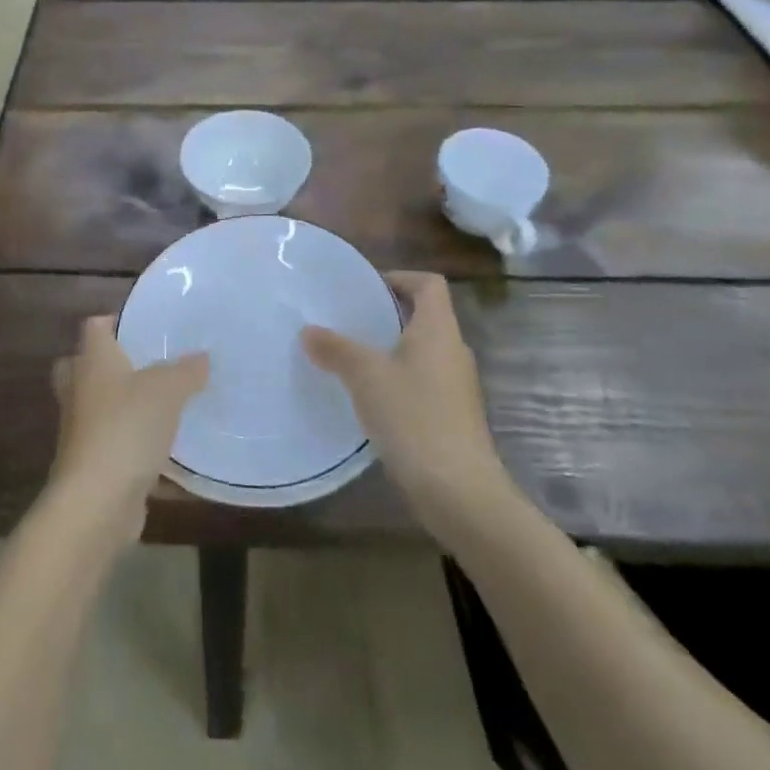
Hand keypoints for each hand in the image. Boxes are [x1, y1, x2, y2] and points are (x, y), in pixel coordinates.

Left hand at [46, 317, 208, 542]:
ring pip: (99, 408)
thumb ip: (187, 370)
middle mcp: (79, 390)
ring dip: (123, 408)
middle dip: (111, 365)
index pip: (95, 326)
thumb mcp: (168, 390)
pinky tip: (169, 455)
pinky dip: (136, 449)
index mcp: (92, 360)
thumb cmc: (127, 427)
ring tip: (163, 406)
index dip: (115, 321)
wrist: (97, 501)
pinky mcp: (91, 465)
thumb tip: (202, 357)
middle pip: (86, 366)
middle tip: (146, 365)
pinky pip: (115, 447)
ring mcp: (80, 430)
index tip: (145, 325)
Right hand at [302, 271, 510, 527]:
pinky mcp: (454, 418)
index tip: (366, 288)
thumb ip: (336, 349)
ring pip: (423, 353)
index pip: (429, 284)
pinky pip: (423, 383)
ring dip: (391, 350)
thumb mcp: (365, 377)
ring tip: (353, 359)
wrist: (460, 492)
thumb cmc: (414, 418)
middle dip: (388, 315)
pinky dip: (399, 381)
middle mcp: (453, 351)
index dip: (400, 277)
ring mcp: (457, 387)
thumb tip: (308, 331)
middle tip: (350, 321)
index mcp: (439, 330)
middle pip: (425, 317)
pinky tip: (370, 400)